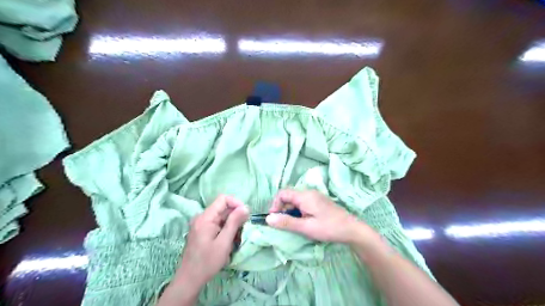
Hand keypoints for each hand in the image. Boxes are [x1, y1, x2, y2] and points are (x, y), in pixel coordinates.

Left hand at [175, 194, 246, 289]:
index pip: (223, 199)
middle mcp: (202, 217)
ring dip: (232, 224)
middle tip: (243, 229)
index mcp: (205, 217)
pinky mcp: (202, 231)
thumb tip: (245, 207)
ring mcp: (201, 224)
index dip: (236, 203)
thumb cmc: (207, 262)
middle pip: (223, 208)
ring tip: (237, 238)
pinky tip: (229, 241)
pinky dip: (226, 229)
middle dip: (235, 216)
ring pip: (221, 216)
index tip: (246, 215)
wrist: (189, 280)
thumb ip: (234, 223)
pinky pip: (217, 223)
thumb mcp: (224, 242)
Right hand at [265, 190, 376, 244]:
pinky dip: (298, 211)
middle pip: (289, 196)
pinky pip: (303, 203)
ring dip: (291, 211)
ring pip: (296, 200)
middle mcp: (309, 192)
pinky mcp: (319, 201)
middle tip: (283, 224)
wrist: (351, 229)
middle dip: (283, 209)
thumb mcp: (305, 227)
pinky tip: (304, 221)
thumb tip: (267, 219)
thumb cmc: (328, 228)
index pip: (282, 193)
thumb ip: (286, 222)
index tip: (274, 219)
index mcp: (304, 196)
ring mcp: (315, 196)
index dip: (275, 205)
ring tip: (294, 225)